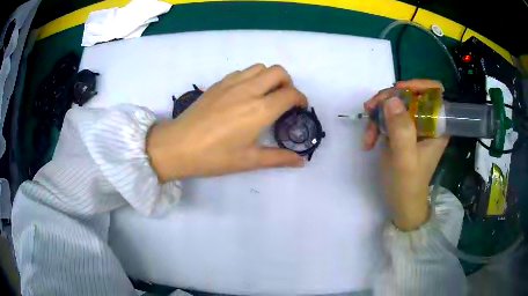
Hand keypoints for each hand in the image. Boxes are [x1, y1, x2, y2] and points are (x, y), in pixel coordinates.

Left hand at [147, 64, 306, 181]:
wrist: (178, 146)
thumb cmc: (214, 157)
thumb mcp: (249, 161)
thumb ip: (279, 158)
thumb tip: (301, 162)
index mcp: (260, 110)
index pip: (290, 94)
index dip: (301, 99)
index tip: (300, 108)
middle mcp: (249, 90)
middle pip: (279, 72)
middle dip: (288, 83)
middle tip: (284, 100)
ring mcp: (232, 83)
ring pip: (260, 67)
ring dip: (270, 78)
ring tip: (266, 95)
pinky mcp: (218, 83)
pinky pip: (242, 72)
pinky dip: (252, 78)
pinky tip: (244, 95)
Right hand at [363, 80, 448, 230]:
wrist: (400, 204)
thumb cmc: (408, 185)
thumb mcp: (405, 159)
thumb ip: (401, 130)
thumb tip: (391, 99)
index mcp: (438, 127)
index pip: (435, 93)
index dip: (419, 85)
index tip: (399, 89)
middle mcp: (427, 122)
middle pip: (410, 95)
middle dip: (389, 99)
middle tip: (371, 108)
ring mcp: (413, 126)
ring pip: (395, 104)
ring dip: (378, 114)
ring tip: (368, 134)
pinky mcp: (401, 132)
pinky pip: (387, 117)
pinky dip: (375, 125)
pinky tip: (368, 141)